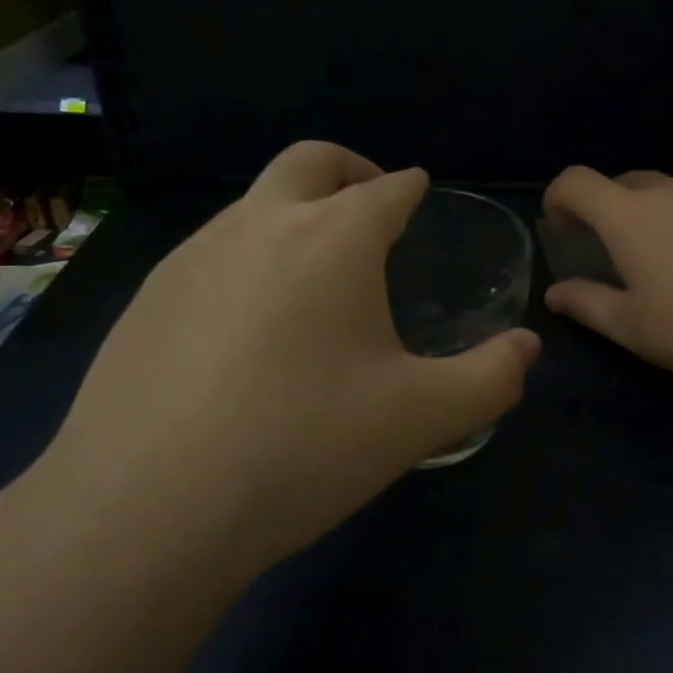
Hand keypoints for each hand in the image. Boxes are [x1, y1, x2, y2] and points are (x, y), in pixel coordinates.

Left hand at [42, 142, 540, 573]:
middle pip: (310, 161)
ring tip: (314, 277)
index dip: (410, 188)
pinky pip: (211, 252)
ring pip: (254, 204)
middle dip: (350, 169)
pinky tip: (248, 326)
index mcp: (333, 238)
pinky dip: (247, 258)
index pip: (386, 189)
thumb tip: (528, 347)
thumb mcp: (420, 418)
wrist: (144, 511)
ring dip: (294, 214)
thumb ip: (490, 377)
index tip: (419, 194)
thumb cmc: (302, 448)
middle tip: (371, 206)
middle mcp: (261, 225)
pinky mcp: (146, 297)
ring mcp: (193, 256)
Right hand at [541, 167, 672, 392]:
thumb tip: (556, 293)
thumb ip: (587, 305)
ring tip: (661, 261)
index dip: (557, 197)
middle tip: (607, 249)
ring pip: (666, 191)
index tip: (557, 224)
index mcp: (630, 216)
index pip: (577, 181)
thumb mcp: (635, 328)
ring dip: (647, 214)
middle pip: (621, 181)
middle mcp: (670, 192)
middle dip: (603, 206)